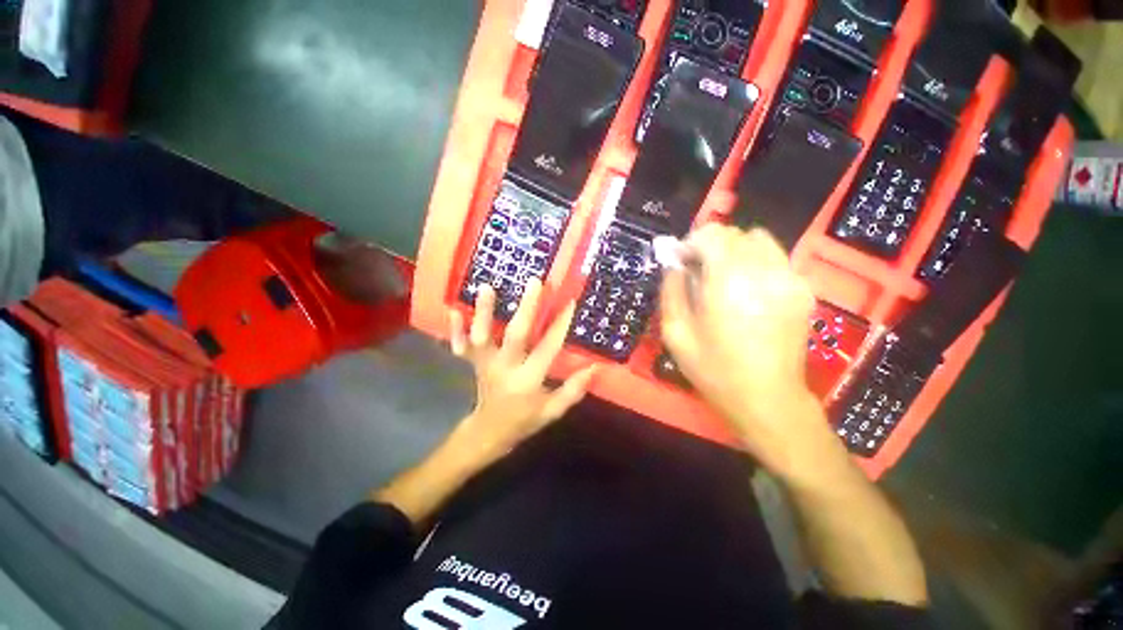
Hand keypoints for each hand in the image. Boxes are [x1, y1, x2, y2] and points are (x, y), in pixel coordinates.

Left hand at [448, 279, 596, 460]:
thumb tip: (595, 367)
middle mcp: (505, 369)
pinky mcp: (471, 364)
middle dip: (526, 308)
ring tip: (487, 287)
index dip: (560, 325)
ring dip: (483, 313)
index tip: (570, 301)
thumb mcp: (552, 412)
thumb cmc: (523, 421)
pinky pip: (459, 346)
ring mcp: (484, 365)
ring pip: (482, 337)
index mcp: (528, 381)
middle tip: (535, 282)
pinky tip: (454, 309)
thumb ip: (573, 391)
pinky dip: (455, 329)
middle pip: (516, 336)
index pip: (548, 349)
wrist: (488, 433)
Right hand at [660, 225, 833, 476]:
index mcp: (729, 281)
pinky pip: (775, 259)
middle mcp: (764, 271)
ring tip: (723, 280)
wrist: (767, 398)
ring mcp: (790, 278)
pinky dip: (755, 263)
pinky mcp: (803, 290)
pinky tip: (748, 292)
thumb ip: (671, 290)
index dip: (691, 243)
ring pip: (758, 240)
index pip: (712, 234)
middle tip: (698, 273)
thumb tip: (674, 264)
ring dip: (734, 252)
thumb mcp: (675, 333)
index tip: (681, 263)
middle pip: (735, 234)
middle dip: (711, 246)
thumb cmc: (714, 369)